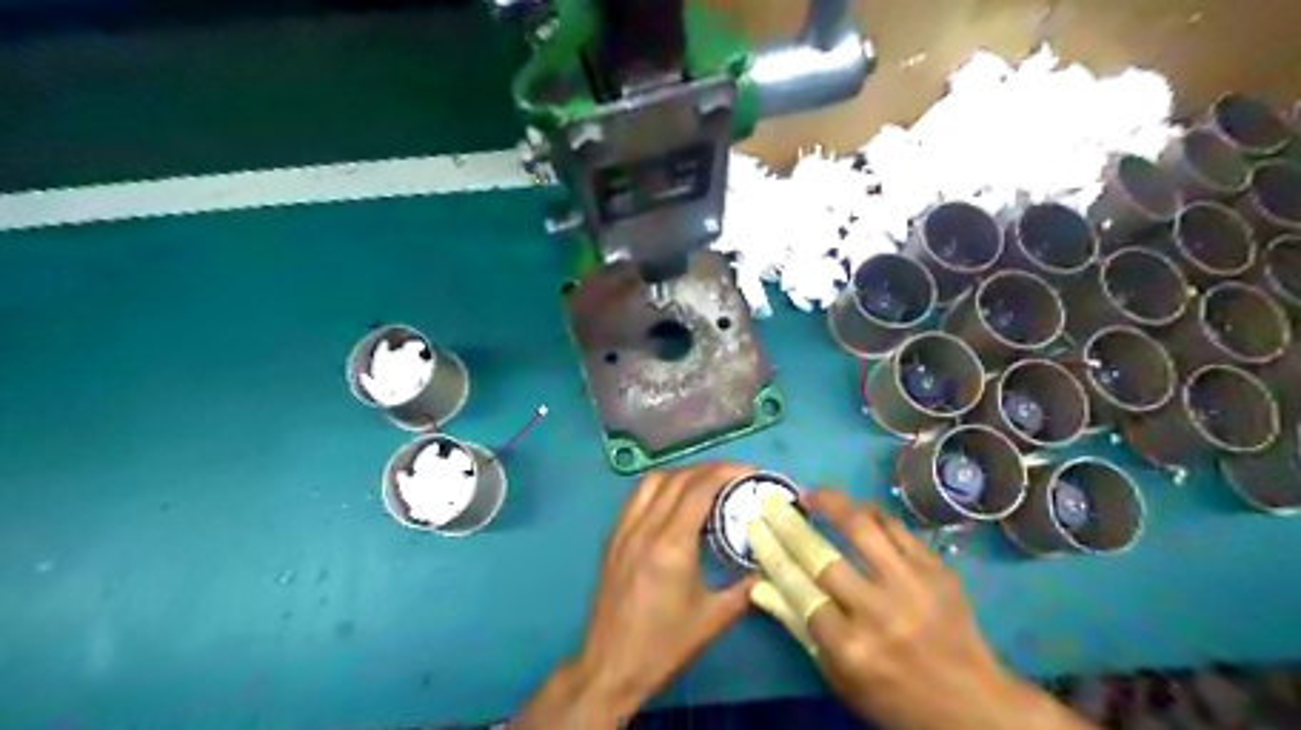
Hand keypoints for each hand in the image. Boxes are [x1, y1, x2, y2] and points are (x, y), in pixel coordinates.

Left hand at [513, 464, 758, 725]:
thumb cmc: (664, 646)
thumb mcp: (713, 618)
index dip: (726, 472)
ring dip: (682, 474)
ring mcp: (623, 530)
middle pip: (677, 478)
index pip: (699, 488)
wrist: (610, 667)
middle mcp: (644, 527)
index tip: (750, 472)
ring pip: (652, 481)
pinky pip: (636, 497)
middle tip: (735, 476)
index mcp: (671, 544)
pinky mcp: (612, 538)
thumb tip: (769, 567)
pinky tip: (674, 502)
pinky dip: (660, 487)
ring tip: (706, 484)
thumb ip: (745, 587)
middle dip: (709, 469)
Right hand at [746, 491, 1089, 729]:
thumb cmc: (893, 697)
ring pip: (861, 528)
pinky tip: (855, 509)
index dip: (771, 551)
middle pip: (820, 555)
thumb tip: (758, 585)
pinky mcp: (937, 570)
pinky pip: (897, 528)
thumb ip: (798, 627)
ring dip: (831, 503)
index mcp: (848, 647)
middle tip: (772, 501)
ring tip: (813, 494)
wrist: (973, 706)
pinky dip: (871, 513)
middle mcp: (877, 612)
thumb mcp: (839, 676)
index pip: (796, 586)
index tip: (755, 525)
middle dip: (788, 522)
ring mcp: (911, 586)